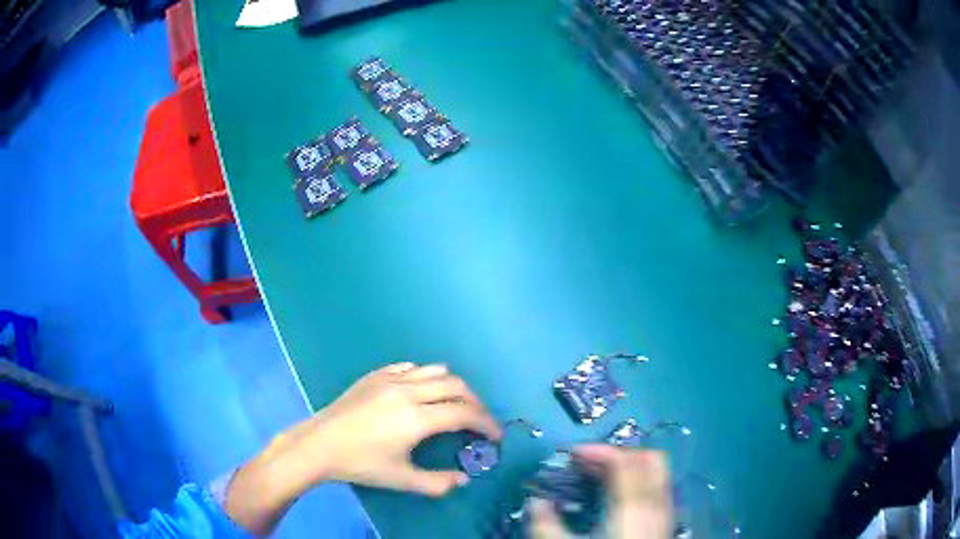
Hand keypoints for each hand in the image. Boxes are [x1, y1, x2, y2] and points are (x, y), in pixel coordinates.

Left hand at [225, 363, 501, 534]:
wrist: (319, 444)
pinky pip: (410, 367)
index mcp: (417, 418)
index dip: (486, 423)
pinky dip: (426, 376)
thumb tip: (463, 479)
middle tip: (479, 422)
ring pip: (435, 370)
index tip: (496, 436)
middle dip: (475, 403)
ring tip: (455, 405)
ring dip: (453, 386)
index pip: (464, 413)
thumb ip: (437, 482)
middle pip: (456, 386)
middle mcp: (408, 391)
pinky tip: (422, 392)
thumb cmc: (360, 464)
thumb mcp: (401, 479)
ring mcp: (390, 379)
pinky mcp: (375, 375)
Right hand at [528, 446, 672, 538]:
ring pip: (657, 473)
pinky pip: (658, 489)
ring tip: (602, 478)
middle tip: (590, 463)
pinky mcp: (666, 523)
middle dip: (619, 453)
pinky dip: (639, 482)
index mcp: (632, 505)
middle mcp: (655, 502)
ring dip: (631, 466)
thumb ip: (546, 525)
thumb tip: (535, 502)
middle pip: (649, 459)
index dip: (598, 450)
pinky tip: (619, 499)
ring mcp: (665, 512)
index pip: (624, 461)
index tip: (572, 455)